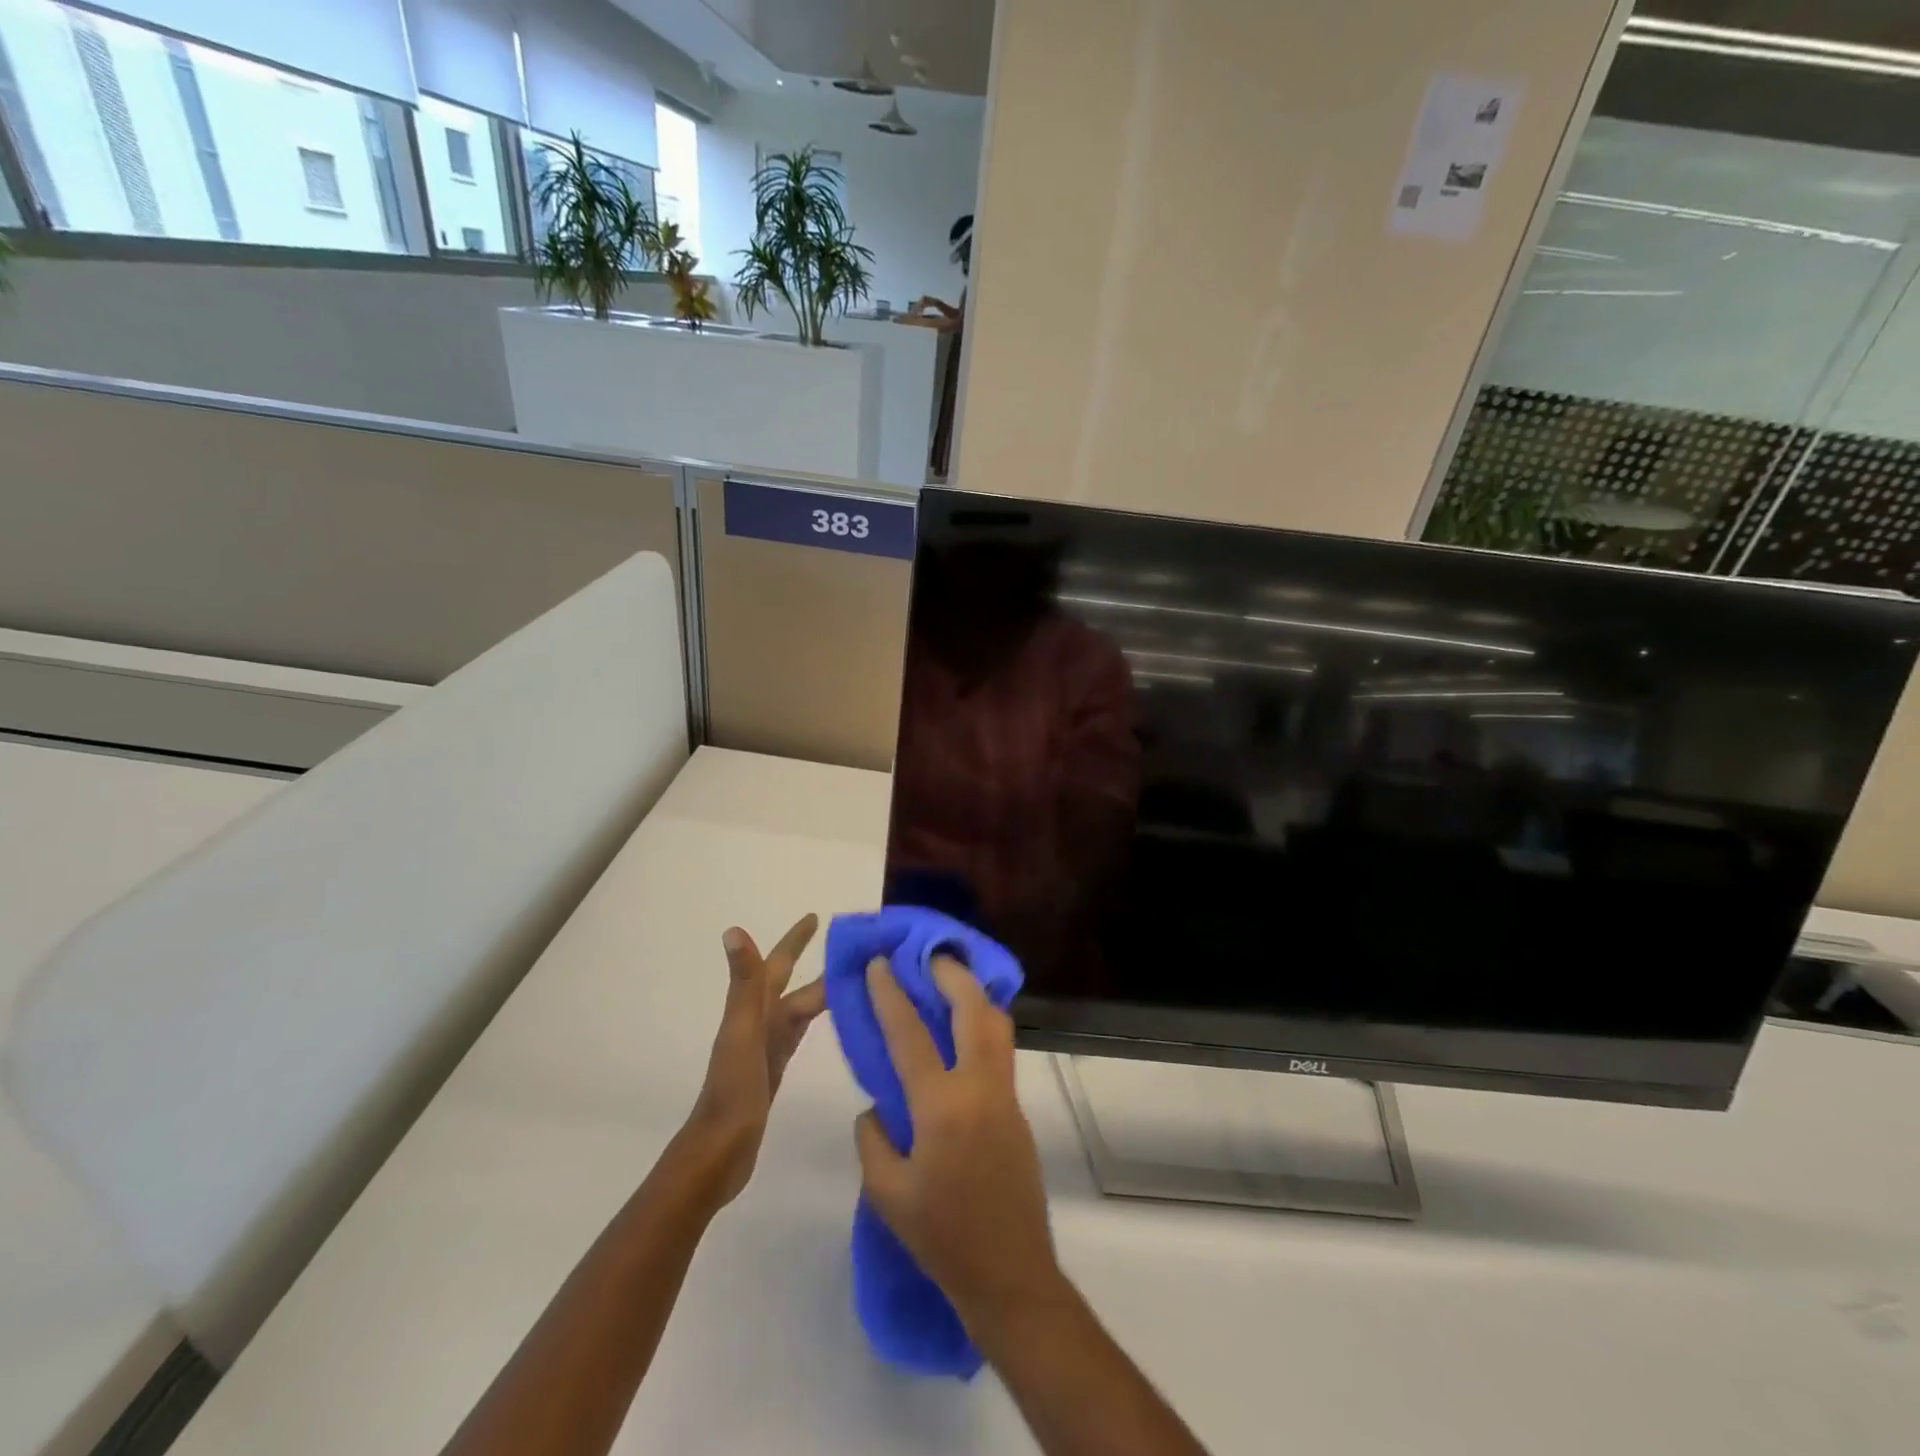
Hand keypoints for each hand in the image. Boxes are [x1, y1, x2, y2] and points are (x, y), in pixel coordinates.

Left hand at [685, 915, 824, 1206]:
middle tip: (851, 948)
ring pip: (798, 1008)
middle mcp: (759, 1021)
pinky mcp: (775, 1069)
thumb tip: (733, 929)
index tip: (816, 917)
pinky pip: (798, 1034)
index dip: (795, 940)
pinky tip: (830, 1023)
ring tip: (852, 979)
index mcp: (753, 1009)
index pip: (778, 964)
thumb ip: (744, 983)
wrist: (719, 1151)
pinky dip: (815, 1021)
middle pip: (792, 984)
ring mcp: (766, 1046)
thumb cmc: (733, 1090)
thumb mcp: (743, 1032)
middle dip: (816, 963)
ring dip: (820, 991)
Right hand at [854, 958, 1062, 1336]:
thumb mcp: (887, 1193)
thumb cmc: (941, 1237)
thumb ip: (873, 1138)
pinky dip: (983, 1024)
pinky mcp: (1018, 1108)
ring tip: (949, 980)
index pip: (911, 1034)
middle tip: (928, 955)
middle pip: (973, 1010)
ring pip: (997, 1024)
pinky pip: (1000, 1050)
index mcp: (942, 1107)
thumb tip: (877, 1105)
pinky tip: (962, 1030)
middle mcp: (980, 1088)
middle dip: (951, 974)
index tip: (880, 963)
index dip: (891, 994)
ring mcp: (1006, 1095)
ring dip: (974, 994)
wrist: (1009, 1273)